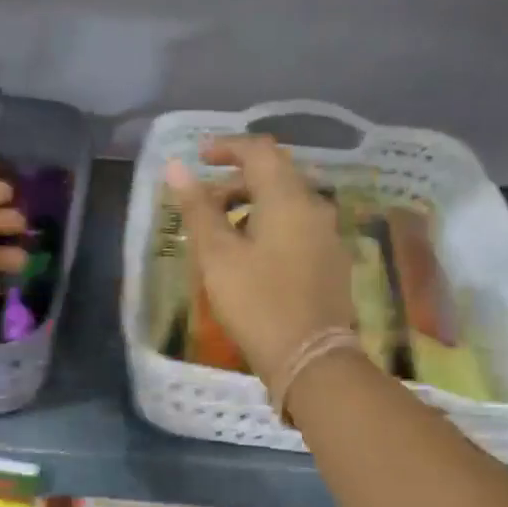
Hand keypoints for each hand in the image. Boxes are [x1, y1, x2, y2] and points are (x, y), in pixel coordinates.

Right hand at [166, 135, 353, 382]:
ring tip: (219, 234)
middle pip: (275, 176)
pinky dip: (269, 227)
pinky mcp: (331, 263)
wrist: (311, 359)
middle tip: (202, 203)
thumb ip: (198, 209)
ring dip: (251, 206)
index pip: (259, 151)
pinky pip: (297, 228)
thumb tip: (176, 168)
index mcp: (288, 198)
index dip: (226, 147)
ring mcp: (328, 236)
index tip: (198, 157)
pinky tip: (250, 257)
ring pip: (287, 204)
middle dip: (235, 181)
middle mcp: (315, 207)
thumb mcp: (218, 256)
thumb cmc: (257, 303)